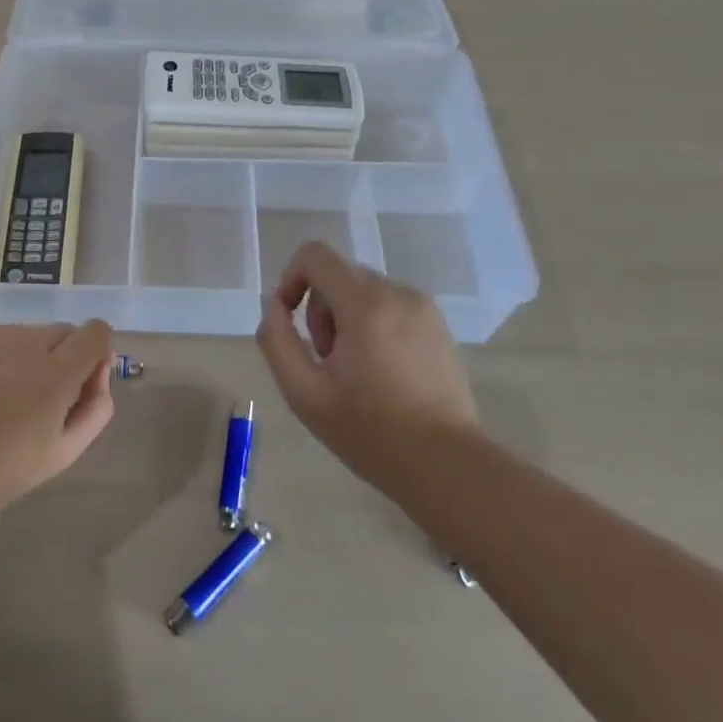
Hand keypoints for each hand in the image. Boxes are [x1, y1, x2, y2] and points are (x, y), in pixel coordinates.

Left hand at [0, 320, 116, 525]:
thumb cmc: (7, 469)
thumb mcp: (66, 451)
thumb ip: (97, 406)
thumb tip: (100, 371)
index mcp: (56, 374)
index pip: (95, 332)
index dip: (96, 351)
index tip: (83, 377)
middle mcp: (26, 344)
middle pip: (63, 332)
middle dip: (62, 356)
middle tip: (43, 393)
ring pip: (29, 333)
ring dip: (29, 355)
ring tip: (7, 393)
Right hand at [254, 241, 479, 497]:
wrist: (446, 466)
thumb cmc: (370, 431)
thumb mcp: (304, 392)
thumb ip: (277, 340)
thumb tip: (276, 307)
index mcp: (365, 302)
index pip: (314, 255)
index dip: (291, 280)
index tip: (291, 321)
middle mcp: (397, 292)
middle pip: (338, 275)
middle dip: (321, 311)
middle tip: (327, 362)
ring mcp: (423, 308)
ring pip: (365, 292)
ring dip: (346, 319)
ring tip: (354, 371)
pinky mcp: (439, 326)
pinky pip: (391, 307)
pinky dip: (375, 326)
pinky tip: (382, 373)